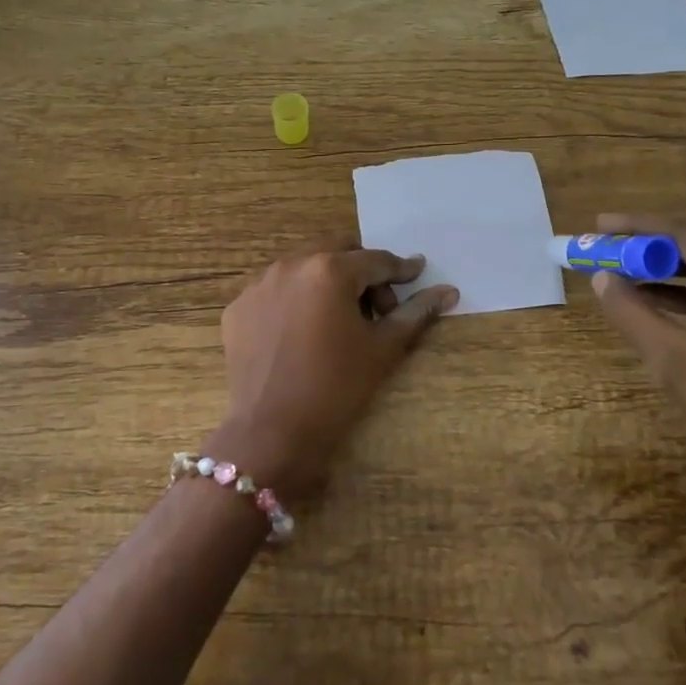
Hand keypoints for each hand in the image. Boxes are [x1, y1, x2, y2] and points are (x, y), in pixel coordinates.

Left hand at [217, 243, 458, 498]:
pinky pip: (274, 291)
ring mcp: (258, 285)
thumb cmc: (337, 388)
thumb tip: (448, 291)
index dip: (400, 270)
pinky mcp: (237, 307)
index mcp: (330, 270)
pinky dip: (294, 301)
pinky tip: (302, 334)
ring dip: (326, 283)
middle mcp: (291, 264)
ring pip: (303, 267)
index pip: (376, 261)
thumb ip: (415, 312)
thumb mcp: (383, 348)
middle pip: (338, 252)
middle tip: (376, 309)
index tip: (415, 275)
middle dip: (361, 273)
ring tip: (337, 322)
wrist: (272, 432)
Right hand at [588, 212, 685, 502]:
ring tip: (620, 265)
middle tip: (606, 241)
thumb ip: (634, 314)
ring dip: (664, 268)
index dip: (642, 228)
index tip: (600, 225)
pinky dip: (682, 294)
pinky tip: (649, 298)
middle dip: (651, 244)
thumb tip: (600, 278)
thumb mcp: (676, 360)